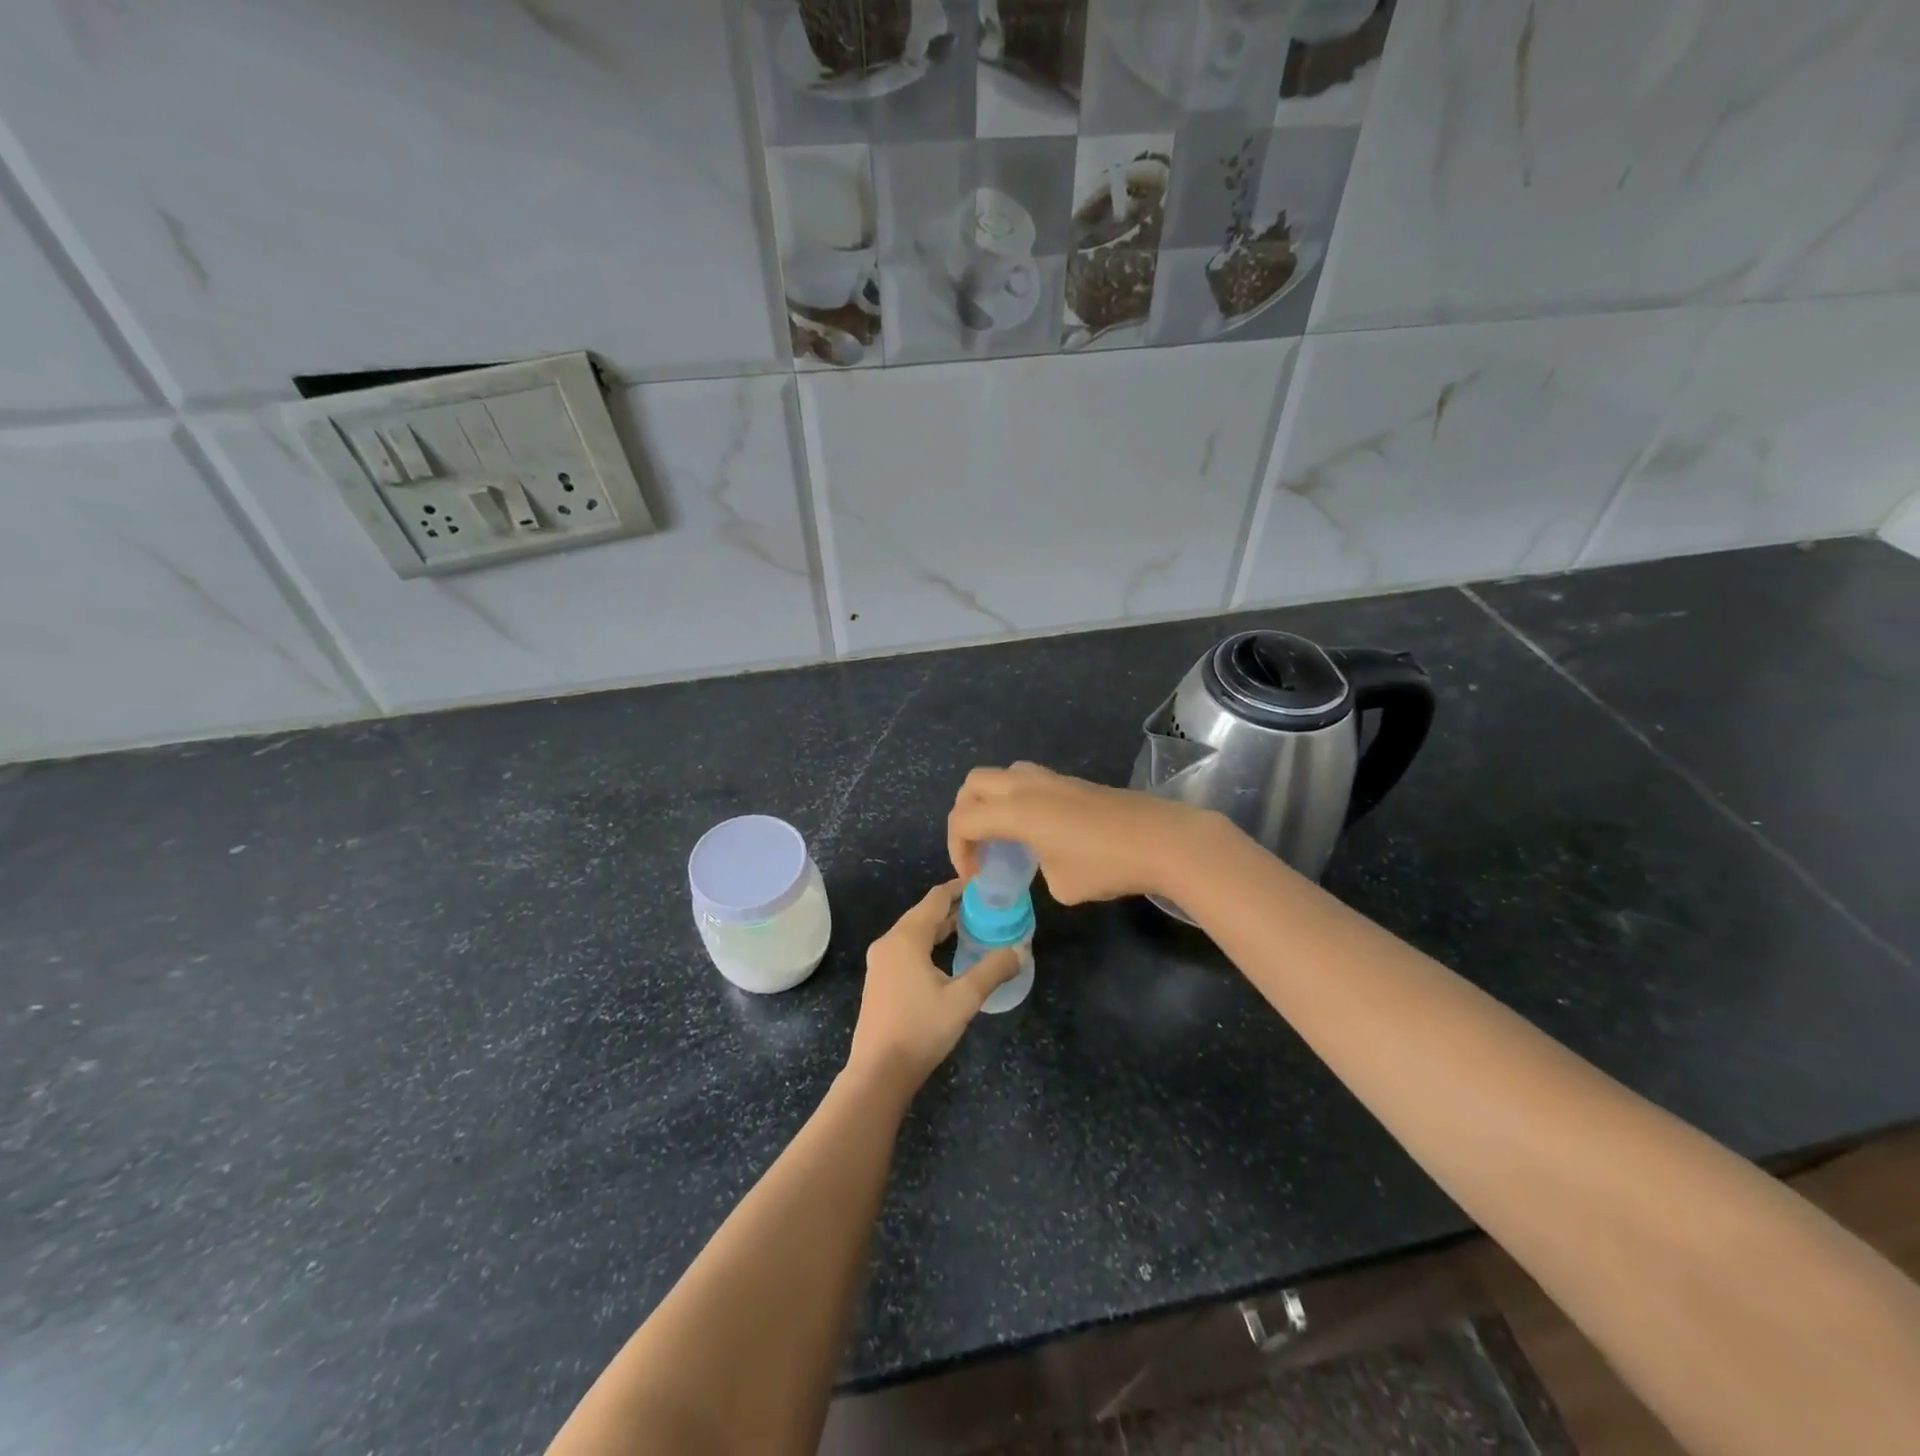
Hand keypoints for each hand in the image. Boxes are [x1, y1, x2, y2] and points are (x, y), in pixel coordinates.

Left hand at [846, 882, 1021, 1096]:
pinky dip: (928, 944)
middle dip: (953, 908)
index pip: (936, 898)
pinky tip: (946, 957)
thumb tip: (1019, 951)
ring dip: (941, 927)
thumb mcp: (964, 999)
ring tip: (971, 927)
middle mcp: (889, 942)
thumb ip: (992, 970)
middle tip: (985, 907)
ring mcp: (880, 963)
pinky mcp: (880, 981)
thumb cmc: (921, 1029)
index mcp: (906, 938)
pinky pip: (907, 949)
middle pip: (924, 914)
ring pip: (914, 933)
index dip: (960, 888)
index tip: (984, 884)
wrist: (878, 1072)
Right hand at [948, 762, 1214, 905]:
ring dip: (991, 802)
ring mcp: (1052, 779)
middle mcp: (1027, 786)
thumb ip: (1039, 872)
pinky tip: (1038, 831)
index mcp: (1016, 810)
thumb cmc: (1107, 865)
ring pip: (1002, 775)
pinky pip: (1028, 781)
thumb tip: (1046, 864)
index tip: (974, 878)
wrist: (1163, 840)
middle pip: (974, 783)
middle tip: (978, 849)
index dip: (957, 850)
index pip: (964, 819)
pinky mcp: (1074, 783)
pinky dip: (1017, 801)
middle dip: (965, 815)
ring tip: (1005, 836)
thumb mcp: (1062, 886)